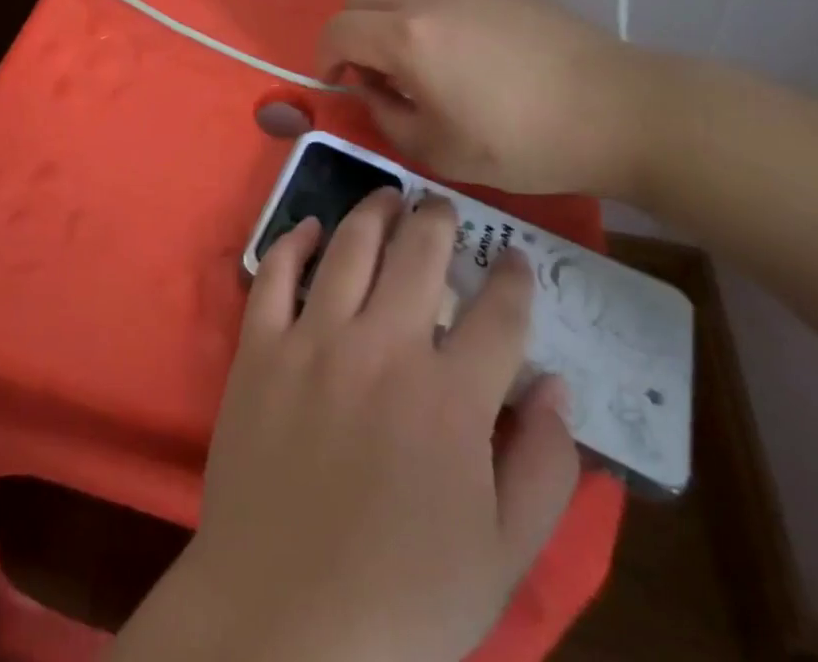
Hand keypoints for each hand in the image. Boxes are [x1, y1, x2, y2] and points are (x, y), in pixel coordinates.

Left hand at [114, 192, 577, 661]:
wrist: (284, 620)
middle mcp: (384, 346)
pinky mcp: (260, 347)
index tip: (516, 258)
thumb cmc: (405, 599)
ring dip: (374, 213)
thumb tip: (556, 385)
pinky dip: (294, 241)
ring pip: (351, 246)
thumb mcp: (504, 556)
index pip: (498, 313)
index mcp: (451, 397)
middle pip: (420, 254)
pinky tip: (310, 227)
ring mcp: (315, 339)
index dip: (514, 278)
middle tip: (444, 208)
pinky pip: (275, 272)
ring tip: (388, 198)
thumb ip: (544, 466)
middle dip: (440, 222)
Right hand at [317, 0, 673, 202]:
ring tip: (428, 68)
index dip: (324, 58)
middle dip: (353, 35)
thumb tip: (372, 89)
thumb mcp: (437, 150)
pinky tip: (474, 56)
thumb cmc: (523, 142)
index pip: (336, 30)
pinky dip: (433, 19)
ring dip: (393, 25)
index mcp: (407, 36)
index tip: (338, 86)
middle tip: (378, 77)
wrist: (619, 111)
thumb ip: (385, 115)